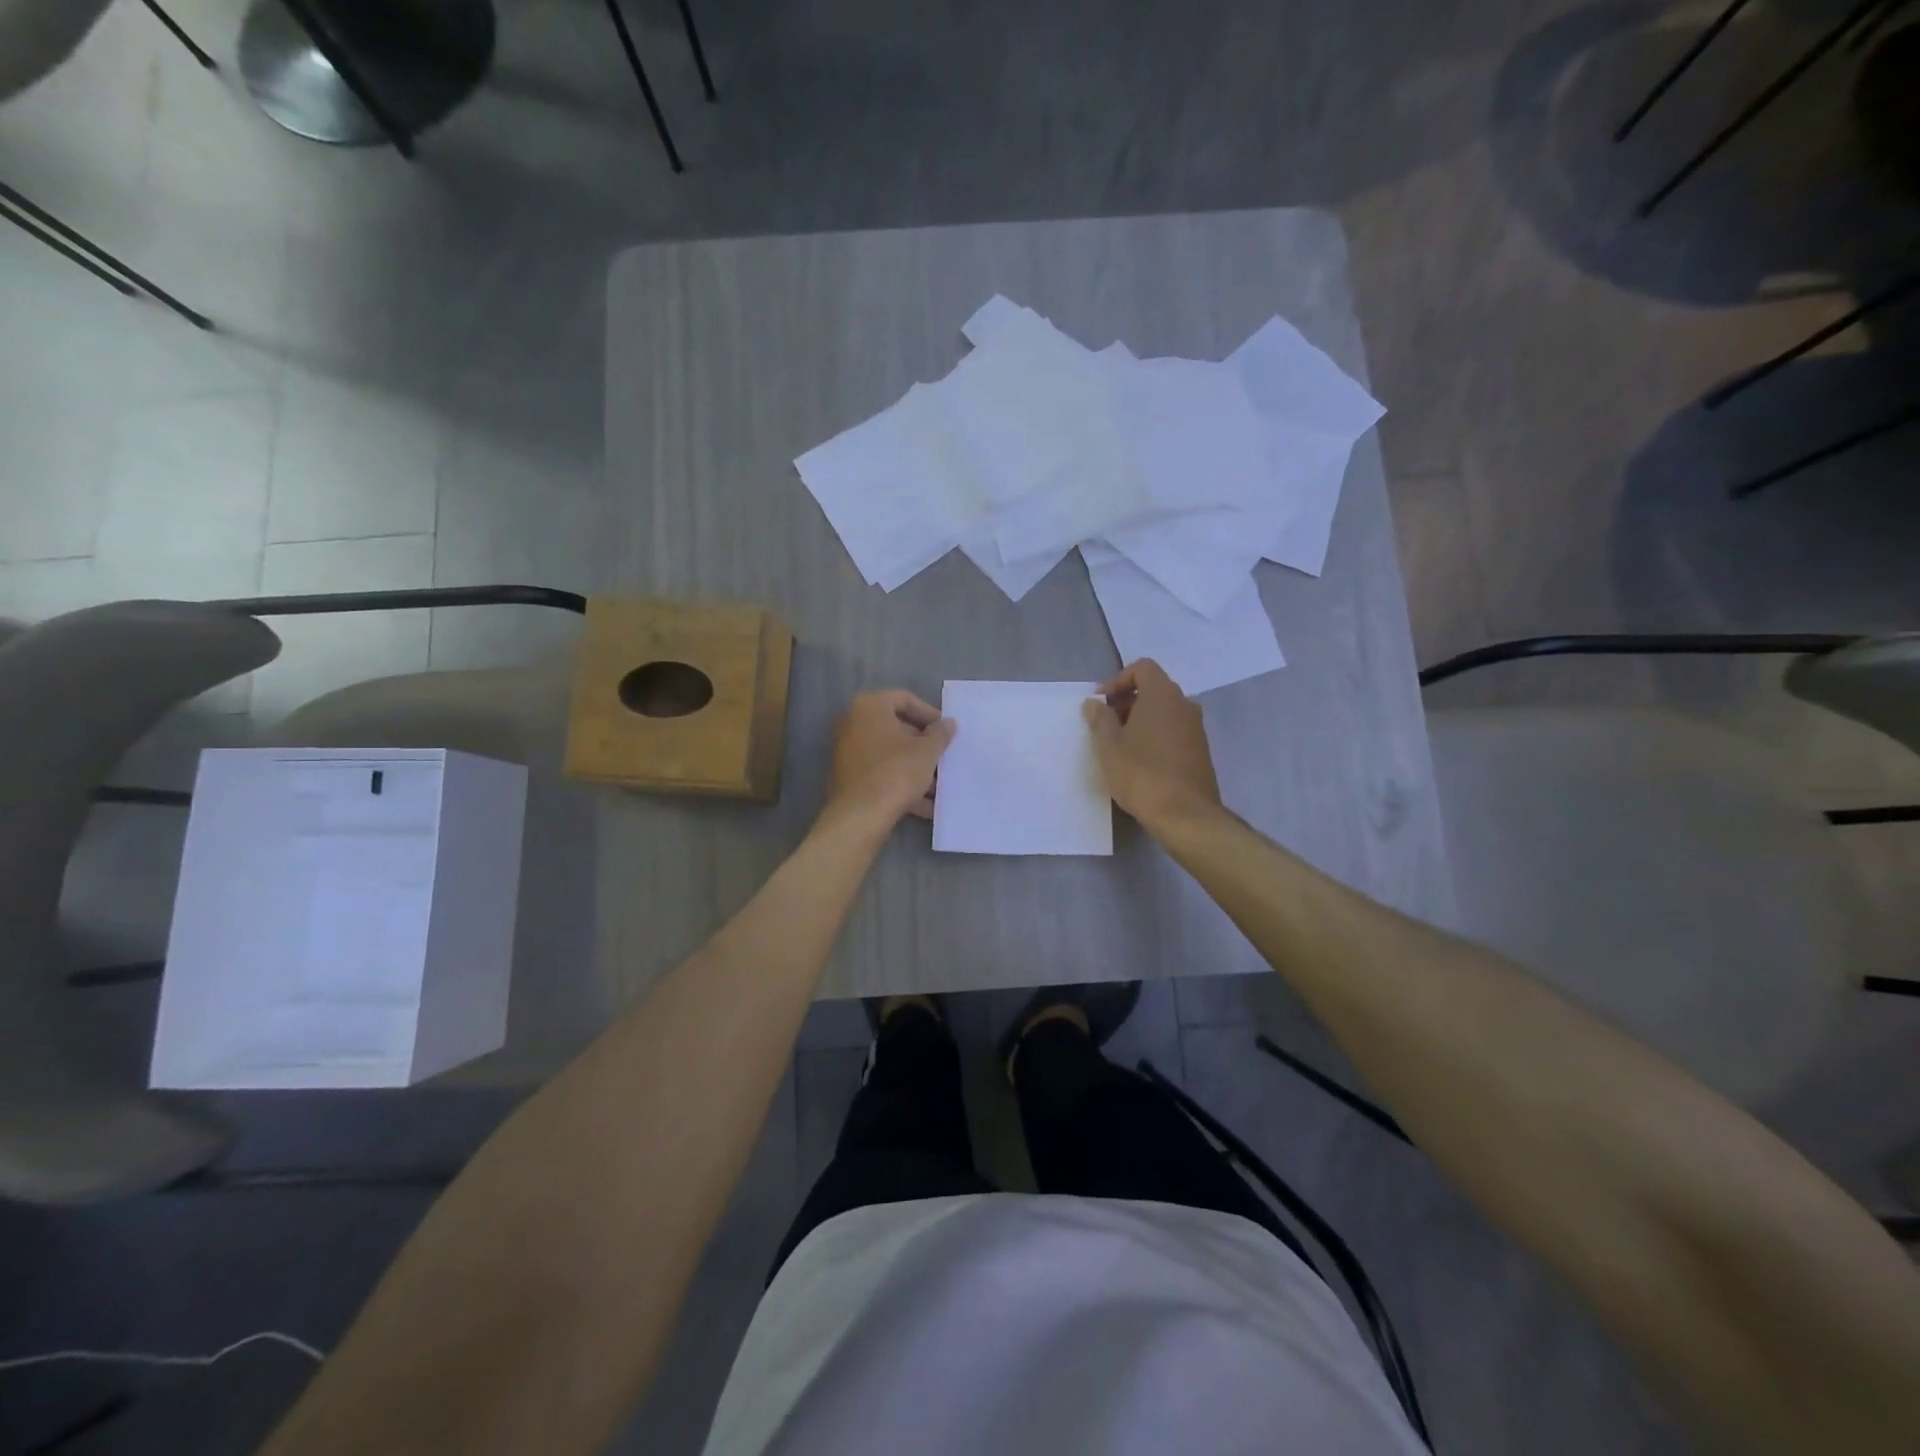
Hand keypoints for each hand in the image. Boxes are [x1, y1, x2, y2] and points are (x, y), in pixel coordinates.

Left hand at [824, 690, 956, 827]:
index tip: (946, 730)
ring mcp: (848, 752)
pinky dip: (901, 783)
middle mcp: (853, 723)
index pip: (904, 699)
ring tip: (939, 786)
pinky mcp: (848, 778)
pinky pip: (880, 773)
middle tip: (943, 757)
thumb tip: (948, 723)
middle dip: (923, 745)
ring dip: (915, 767)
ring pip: (889, 754)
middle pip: (896, 728)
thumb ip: (940, 734)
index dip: (929, 713)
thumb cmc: (896, 772)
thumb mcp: (927, 751)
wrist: (860, 815)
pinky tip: (925, 805)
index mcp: (869, 707)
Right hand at [1083, 659, 1222, 828]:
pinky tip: (1141, 762)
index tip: (1101, 703)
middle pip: (1154, 689)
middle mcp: (1184, 704)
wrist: (1185, 814)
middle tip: (1106, 726)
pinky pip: (1174, 731)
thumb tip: (1095, 703)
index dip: (1118, 680)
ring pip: (1165, 712)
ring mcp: (1196, 728)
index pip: (1142, 668)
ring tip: (1120, 746)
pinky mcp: (1201, 751)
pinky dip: (1156, 736)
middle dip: (1127, 702)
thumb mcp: (1108, 746)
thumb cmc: (1141, 774)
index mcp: (1162, 695)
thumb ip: (1100, 719)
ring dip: (1141, 721)